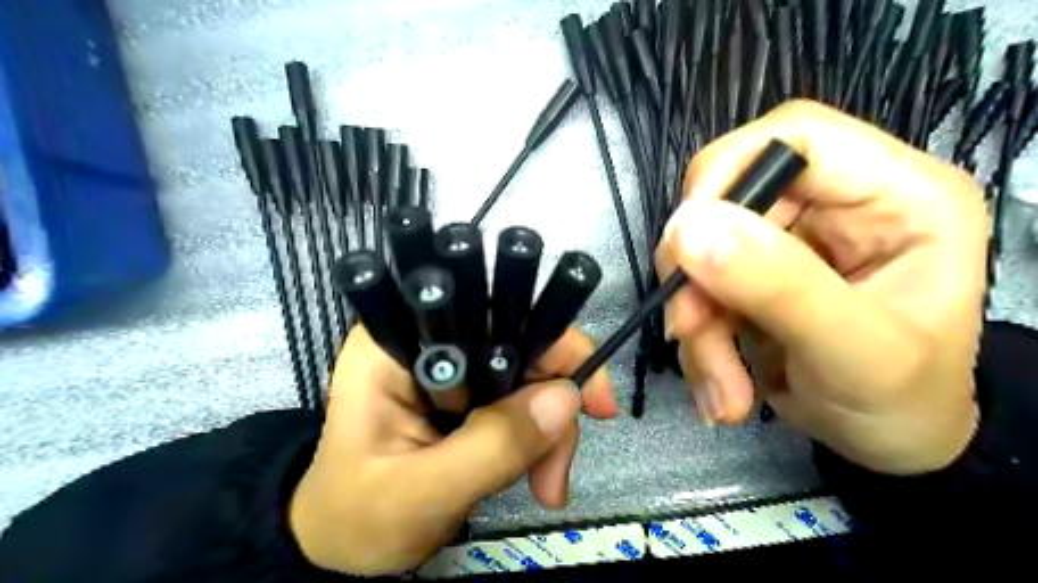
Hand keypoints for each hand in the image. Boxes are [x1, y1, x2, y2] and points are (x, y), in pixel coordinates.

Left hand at [286, 326, 614, 574]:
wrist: (344, 544)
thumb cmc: (359, 517)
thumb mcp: (421, 492)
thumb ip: (491, 446)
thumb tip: (566, 399)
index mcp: (401, 342)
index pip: (490, 313)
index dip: (551, 342)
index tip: (590, 399)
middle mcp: (432, 339)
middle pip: (522, 343)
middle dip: (553, 404)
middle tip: (556, 473)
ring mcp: (454, 366)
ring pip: (531, 374)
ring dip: (551, 430)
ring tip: (546, 488)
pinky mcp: (470, 392)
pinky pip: (524, 400)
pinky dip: (541, 437)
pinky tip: (537, 478)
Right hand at [659, 104, 983, 474]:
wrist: (886, 445)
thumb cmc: (903, 402)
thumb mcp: (855, 351)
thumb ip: (780, 286)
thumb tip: (688, 228)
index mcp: (894, 193)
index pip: (793, 135)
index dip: (727, 174)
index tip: (686, 242)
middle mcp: (833, 205)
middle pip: (727, 201)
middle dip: (700, 275)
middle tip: (690, 329)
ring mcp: (786, 242)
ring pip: (702, 254)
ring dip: (697, 323)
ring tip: (722, 387)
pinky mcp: (751, 277)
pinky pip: (698, 291)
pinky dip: (698, 342)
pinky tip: (722, 386)